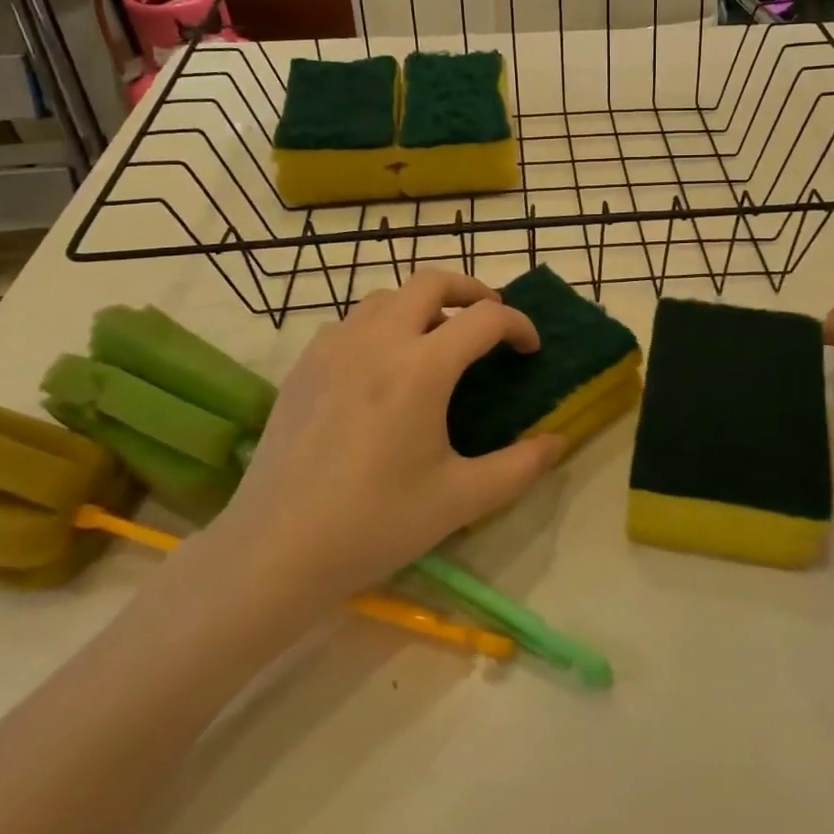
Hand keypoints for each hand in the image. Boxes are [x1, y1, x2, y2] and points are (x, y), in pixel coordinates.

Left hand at [207, 272, 565, 602]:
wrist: (276, 550)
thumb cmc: (375, 524)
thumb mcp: (461, 500)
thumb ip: (519, 467)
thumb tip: (557, 441)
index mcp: (421, 368)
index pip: (485, 319)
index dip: (518, 325)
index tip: (530, 348)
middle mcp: (378, 341)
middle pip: (431, 282)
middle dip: (471, 290)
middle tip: (490, 318)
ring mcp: (334, 348)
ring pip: (387, 296)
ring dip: (423, 304)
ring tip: (438, 338)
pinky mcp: (305, 365)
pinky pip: (352, 322)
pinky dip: (381, 324)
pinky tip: (382, 363)